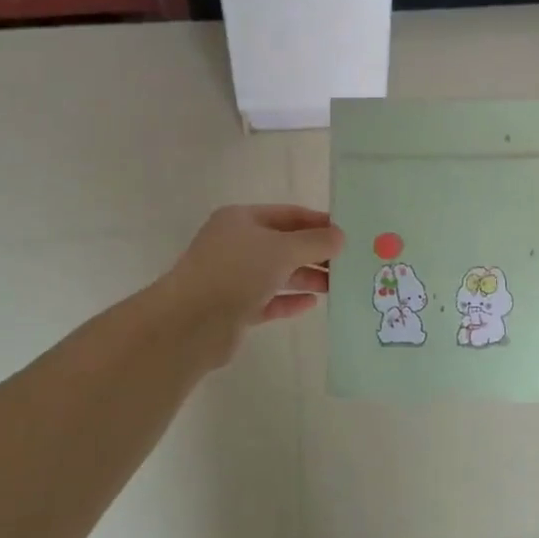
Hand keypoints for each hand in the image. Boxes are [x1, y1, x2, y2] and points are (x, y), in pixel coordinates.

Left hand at [164, 205, 343, 366]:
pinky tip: (312, 304)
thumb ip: (314, 242)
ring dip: (306, 277)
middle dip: (315, 253)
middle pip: (283, 244)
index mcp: (241, 220)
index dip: (318, 222)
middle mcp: (236, 244)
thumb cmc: (237, 272)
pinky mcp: (234, 308)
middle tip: (348, 262)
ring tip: (337, 285)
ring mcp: (233, 277)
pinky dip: (289, 300)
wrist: (191, 323)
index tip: (347, 233)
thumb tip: (340, 236)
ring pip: (277, 273)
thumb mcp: (282, 249)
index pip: (288, 214)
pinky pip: (269, 300)